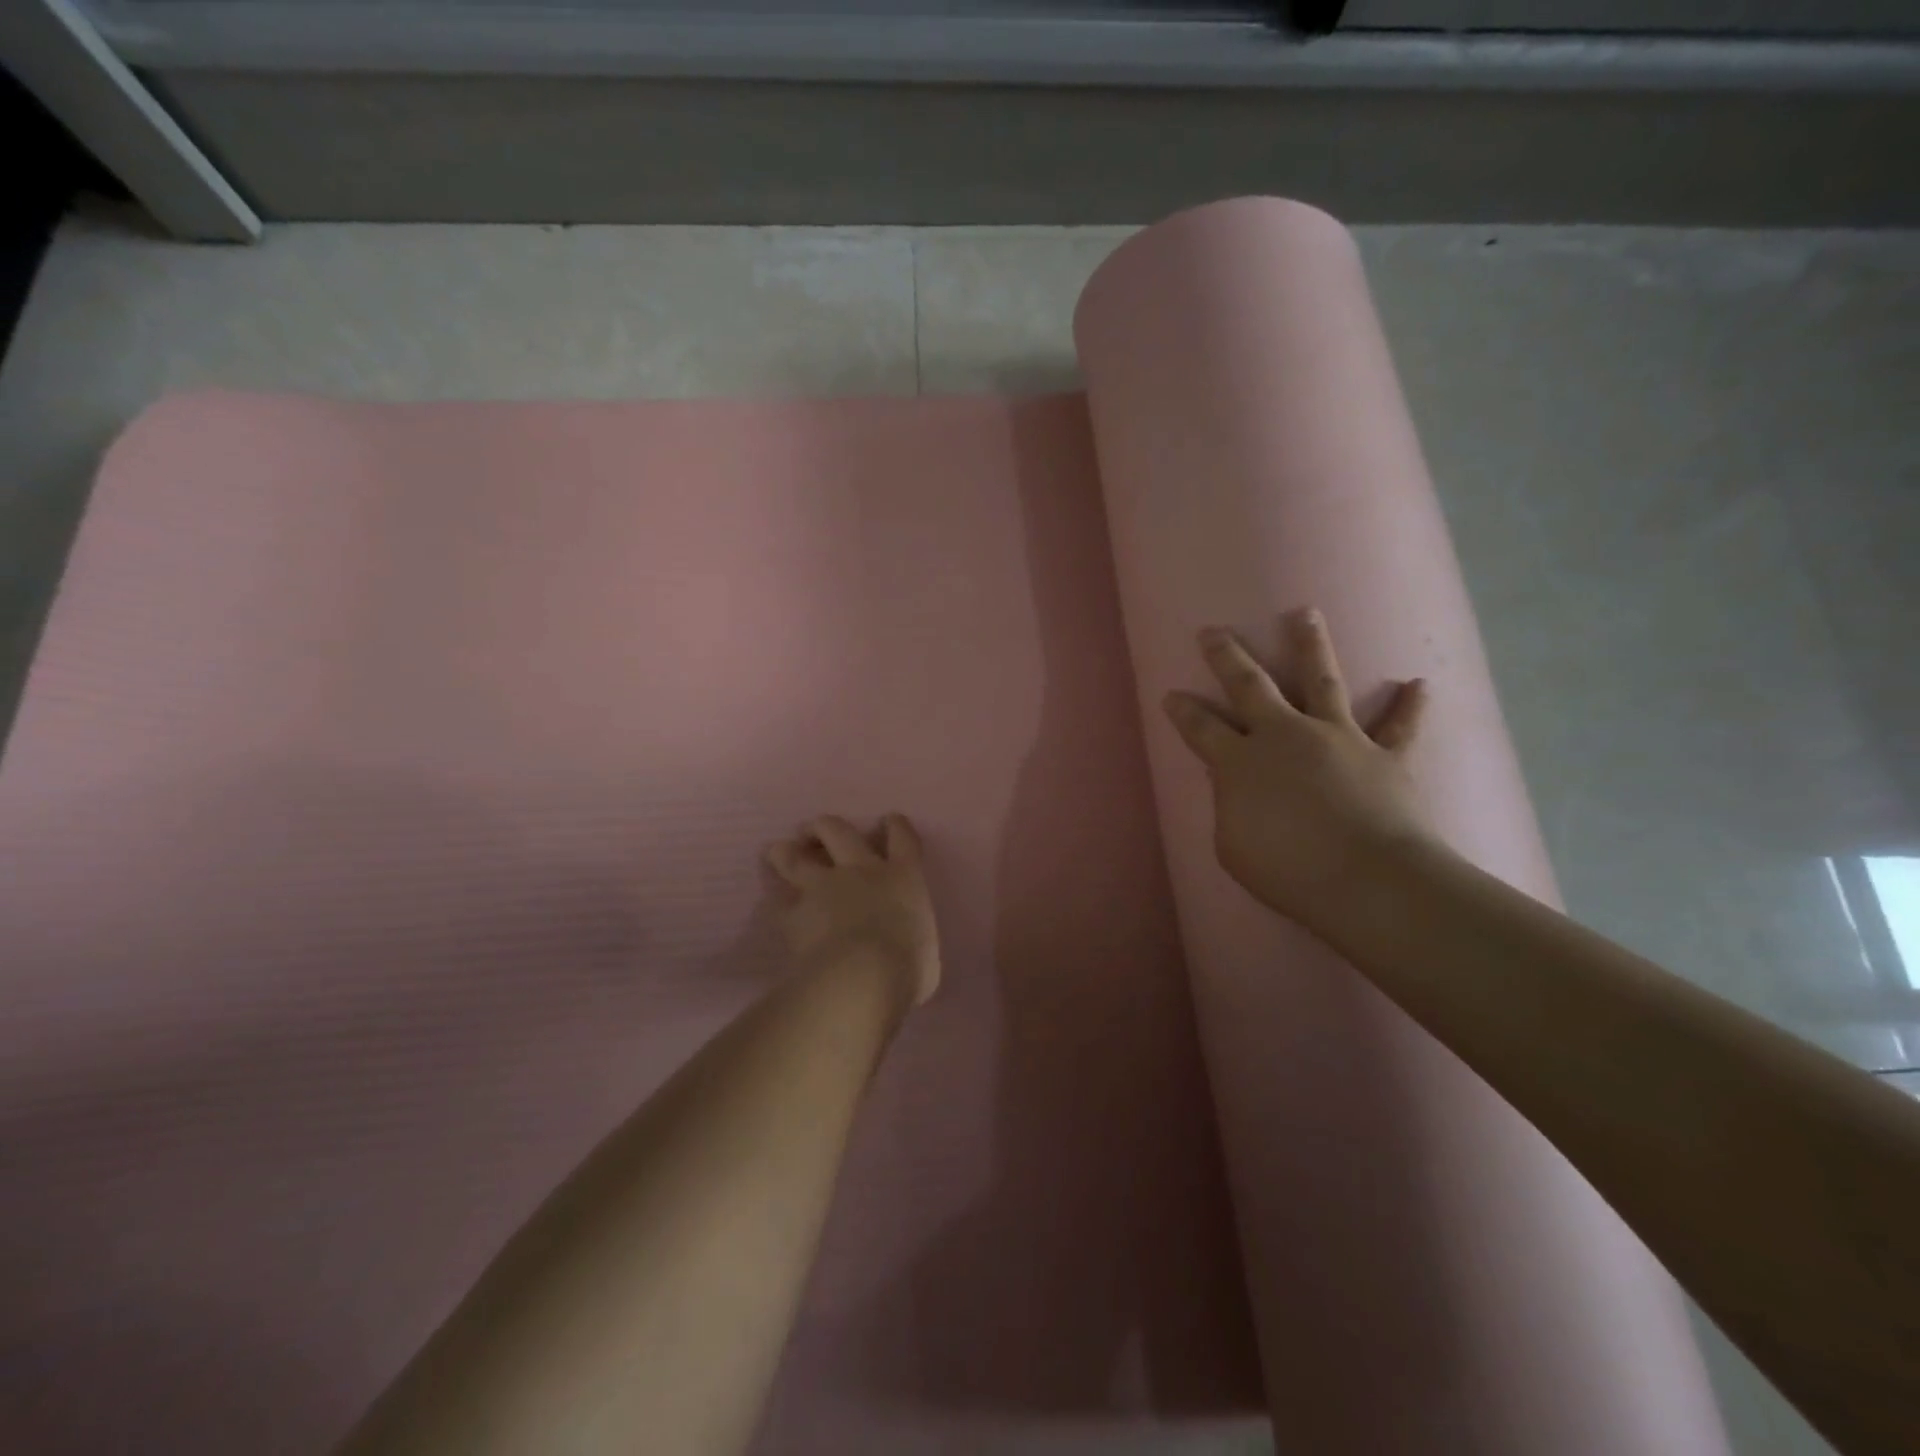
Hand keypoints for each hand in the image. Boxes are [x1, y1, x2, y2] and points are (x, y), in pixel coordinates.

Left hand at [765, 814, 941, 1007]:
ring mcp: (823, 888)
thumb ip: (912, 939)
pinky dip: (776, 902)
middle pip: (839, 830)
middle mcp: (862, 871)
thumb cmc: (909, 968)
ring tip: (781, 853)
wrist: (862, 979)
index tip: (889, 823)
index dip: (895, 826)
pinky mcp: (794, 914)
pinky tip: (775, 906)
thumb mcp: (924, 951)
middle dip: (824, 828)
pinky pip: (778, 901)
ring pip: (795, 855)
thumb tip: (907, 950)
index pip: (902, 837)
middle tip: (816, 833)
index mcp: (903, 878)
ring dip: (786, 852)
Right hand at [1162, 609, 1437, 927]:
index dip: (1183, 711)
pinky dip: (1409, 706)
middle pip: (1250, 686)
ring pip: (1321, 680)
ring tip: (1304, 613)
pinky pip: (1399, 726)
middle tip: (1213, 631)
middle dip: (1227, 656)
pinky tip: (1419, 684)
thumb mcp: (1233, 847)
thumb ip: (1230, 808)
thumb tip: (1236, 788)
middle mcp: (1284, 735)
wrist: (1368, 880)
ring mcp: (1337, 738)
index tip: (1171, 694)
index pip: (1201, 728)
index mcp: (1241, 762)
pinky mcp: (1383, 754)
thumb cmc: (1289, 871)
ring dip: (1310, 645)